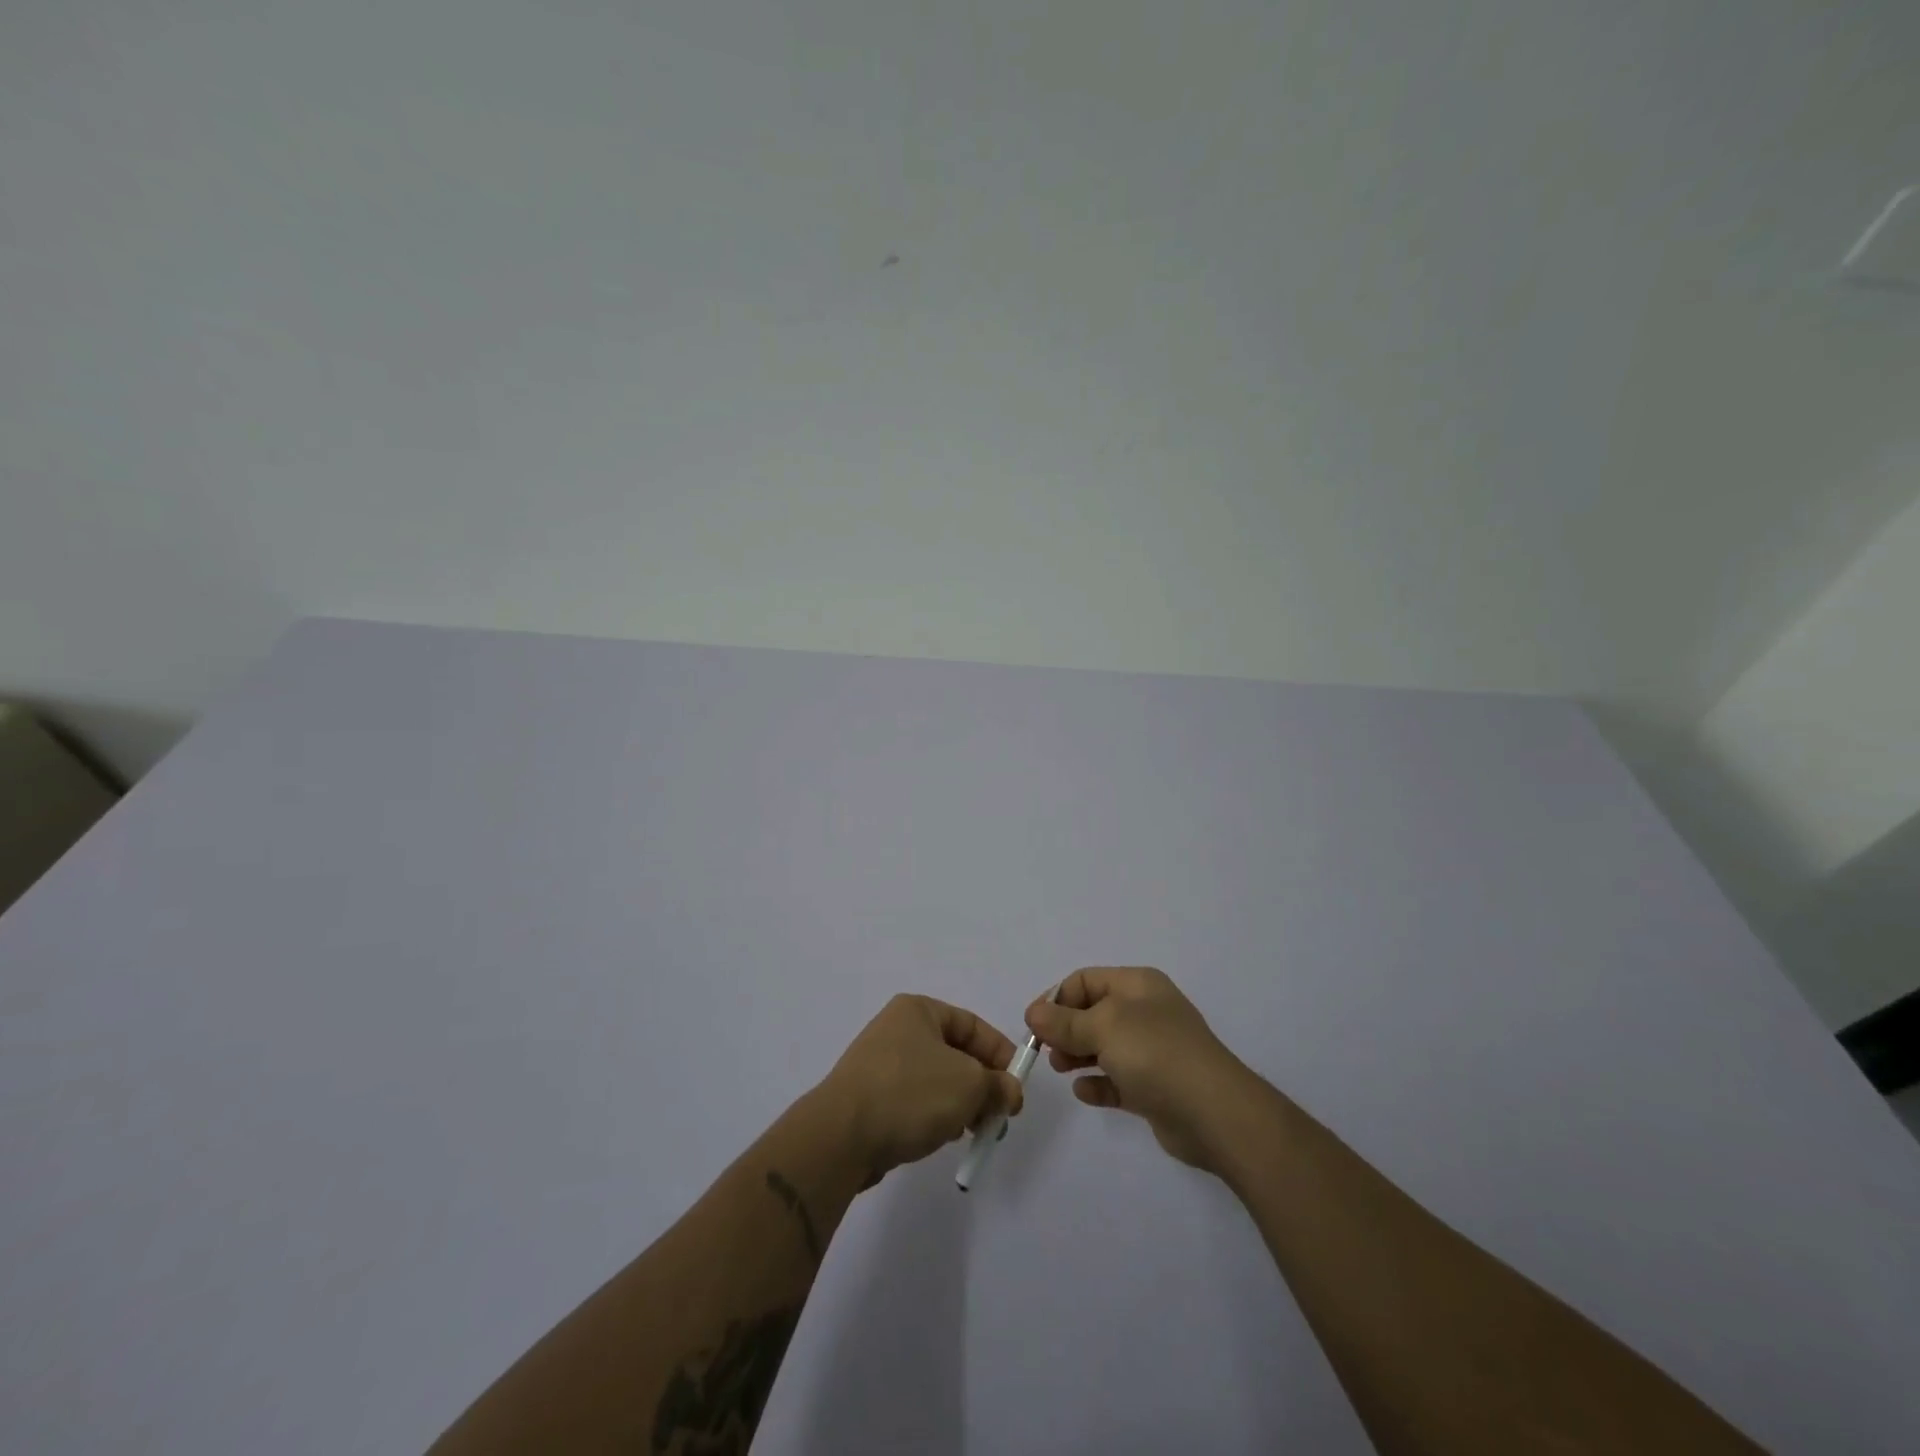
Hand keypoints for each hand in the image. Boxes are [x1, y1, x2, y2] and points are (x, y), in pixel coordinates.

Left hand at [817, 994, 1023, 1178]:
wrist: (842, 1136)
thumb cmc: (911, 1093)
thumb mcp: (969, 1084)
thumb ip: (997, 1085)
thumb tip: (1009, 1092)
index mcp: (918, 1010)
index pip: (972, 1025)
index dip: (1000, 1054)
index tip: (1017, 1087)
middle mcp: (898, 1029)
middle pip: (955, 1054)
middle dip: (982, 1084)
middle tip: (999, 1116)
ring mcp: (880, 1064)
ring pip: (936, 1080)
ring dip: (961, 1103)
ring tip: (974, 1131)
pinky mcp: (870, 1097)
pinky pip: (915, 1100)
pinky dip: (934, 1115)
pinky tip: (943, 1136)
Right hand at [1026, 967, 1250, 1170]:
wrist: (1213, 1112)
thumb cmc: (1155, 1053)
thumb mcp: (1103, 1027)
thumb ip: (1064, 1022)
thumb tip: (1034, 1013)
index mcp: (1137, 985)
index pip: (1086, 980)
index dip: (1057, 998)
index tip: (1034, 1024)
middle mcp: (1145, 1012)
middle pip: (1093, 1013)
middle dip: (1065, 1029)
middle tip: (1045, 1051)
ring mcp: (1152, 1050)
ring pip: (1104, 1047)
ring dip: (1077, 1055)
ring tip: (1061, 1070)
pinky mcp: (1155, 1087)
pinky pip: (1117, 1079)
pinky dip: (1098, 1083)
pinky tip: (1085, 1092)